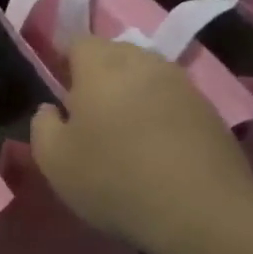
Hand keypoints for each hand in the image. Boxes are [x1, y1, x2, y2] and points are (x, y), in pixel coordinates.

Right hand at [31, 37, 252, 253]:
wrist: (201, 211)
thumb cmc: (114, 179)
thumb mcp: (54, 161)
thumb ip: (43, 126)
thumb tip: (50, 109)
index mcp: (101, 66)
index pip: (78, 42)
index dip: (65, 61)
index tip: (59, 88)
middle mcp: (143, 63)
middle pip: (115, 53)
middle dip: (99, 72)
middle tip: (88, 109)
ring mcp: (182, 84)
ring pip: (147, 74)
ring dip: (132, 92)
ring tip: (123, 128)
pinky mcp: (210, 110)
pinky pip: (173, 99)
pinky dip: (160, 112)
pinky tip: (156, 146)